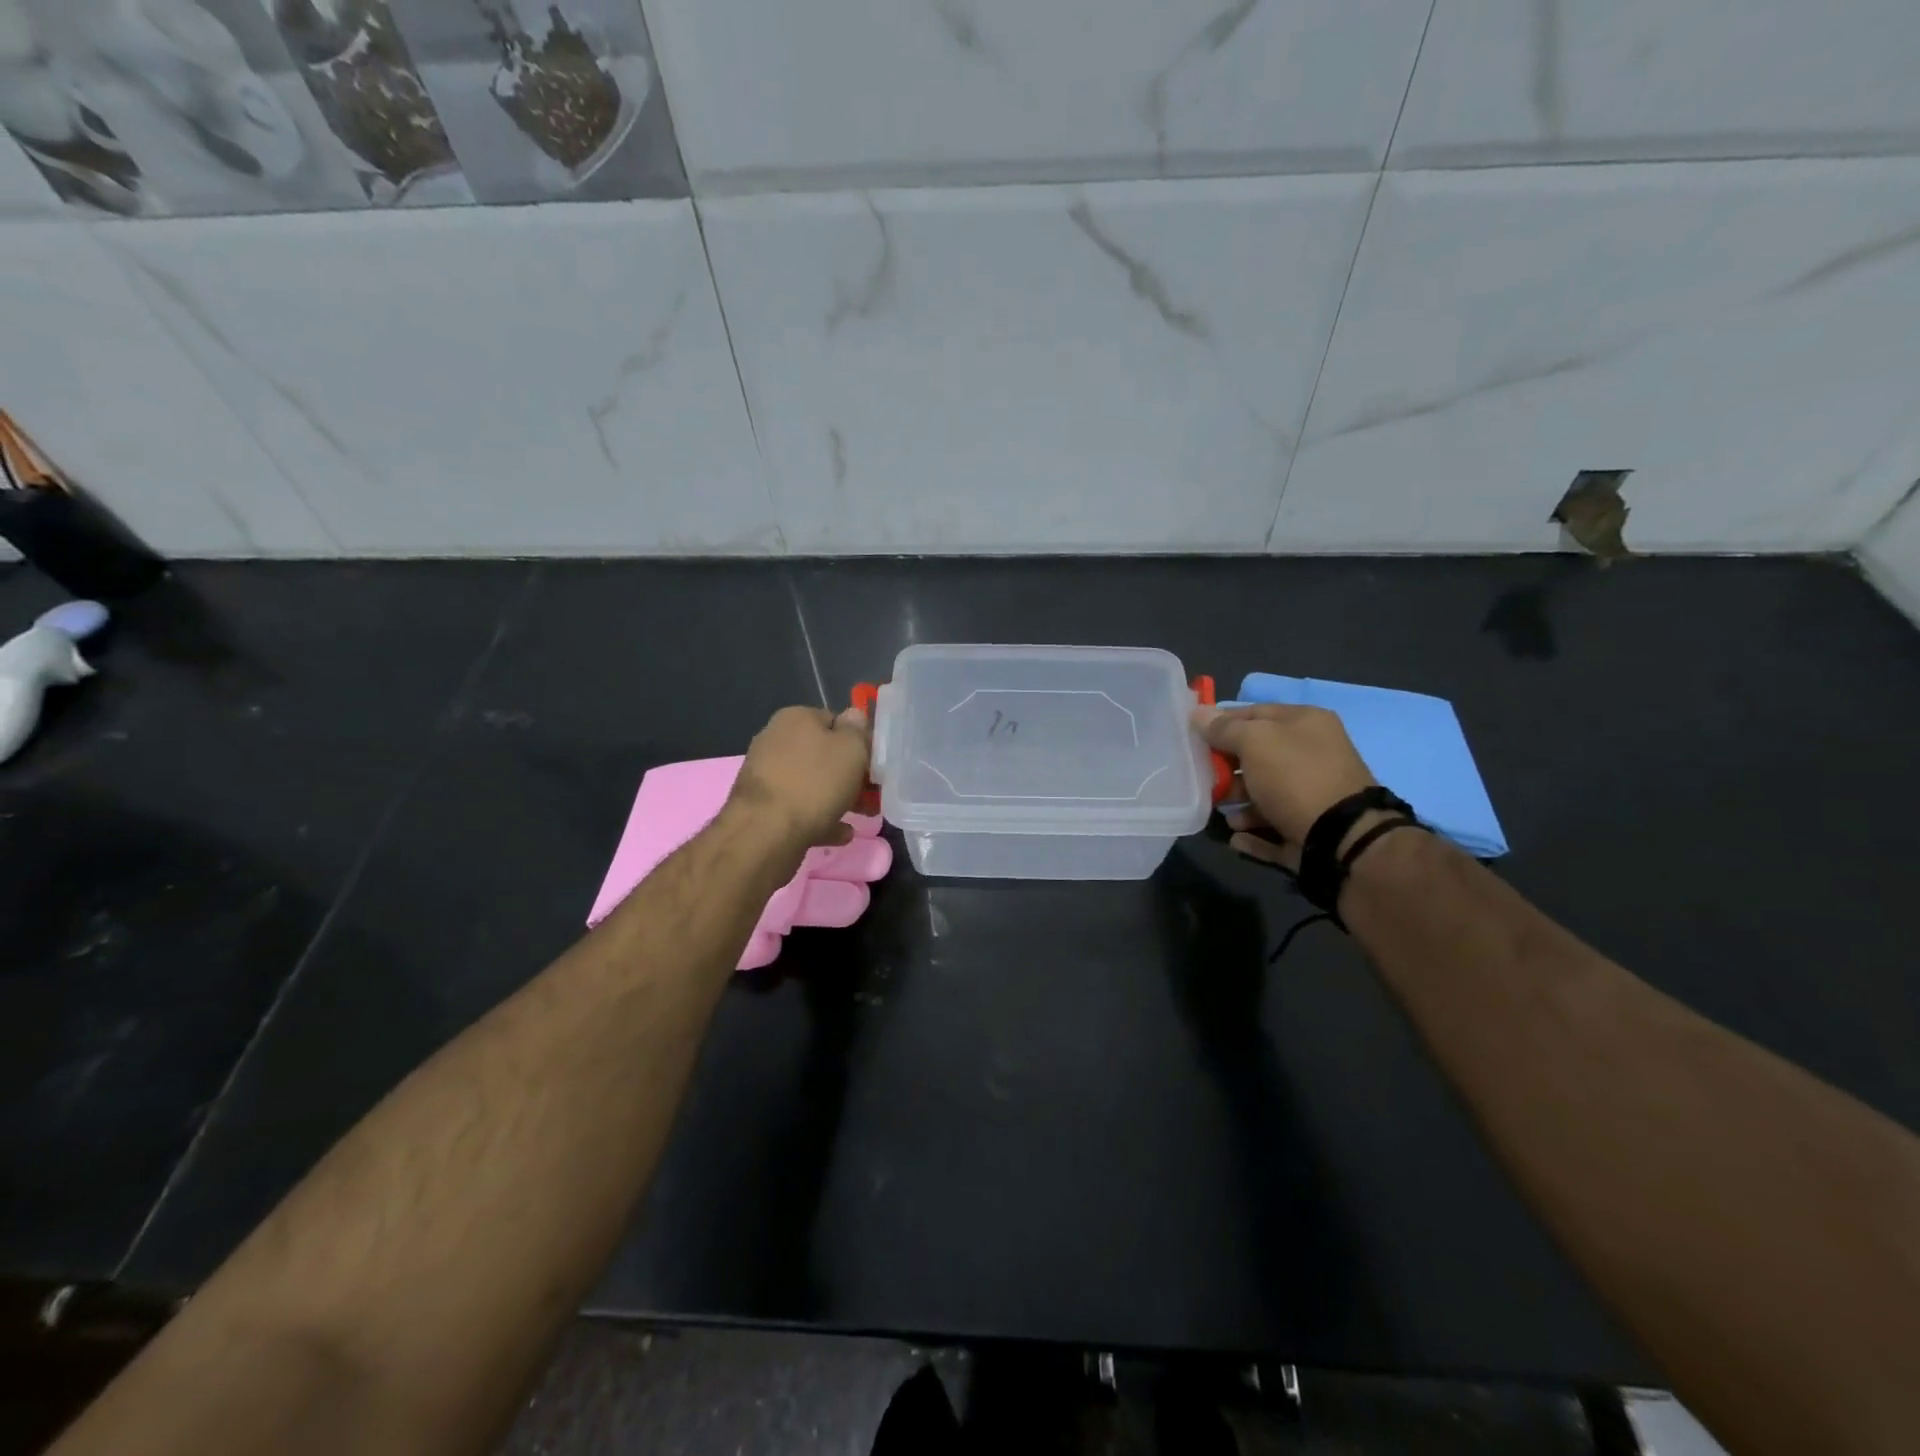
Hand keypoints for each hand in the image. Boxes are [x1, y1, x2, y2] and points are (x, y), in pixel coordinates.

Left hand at [727, 705, 872, 848]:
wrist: (766, 833)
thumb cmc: (815, 783)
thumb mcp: (851, 749)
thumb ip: (857, 730)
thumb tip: (854, 716)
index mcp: (795, 719)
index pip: (835, 721)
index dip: (859, 742)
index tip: (875, 764)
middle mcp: (776, 741)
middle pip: (823, 754)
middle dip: (850, 775)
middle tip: (871, 794)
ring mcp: (767, 775)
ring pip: (812, 783)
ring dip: (837, 798)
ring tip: (861, 816)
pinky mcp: (762, 807)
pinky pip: (799, 808)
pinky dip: (821, 819)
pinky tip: (841, 834)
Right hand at [1192, 704, 1377, 869]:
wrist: (1342, 837)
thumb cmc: (1295, 776)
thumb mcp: (1255, 742)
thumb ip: (1225, 729)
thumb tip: (1199, 714)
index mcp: (1306, 724)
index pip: (1255, 713)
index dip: (1223, 722)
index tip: (1194, 736)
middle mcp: (1312, 755)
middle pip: (1258, 756)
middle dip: (1227, 768)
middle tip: (1204, 779)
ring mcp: (1313, 795)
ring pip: (1264, 795)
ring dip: (1238, 803)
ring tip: (1224, 814)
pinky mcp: (1309, 830)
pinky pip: (1273, 830)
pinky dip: (1252, 834)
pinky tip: (1236, 838)